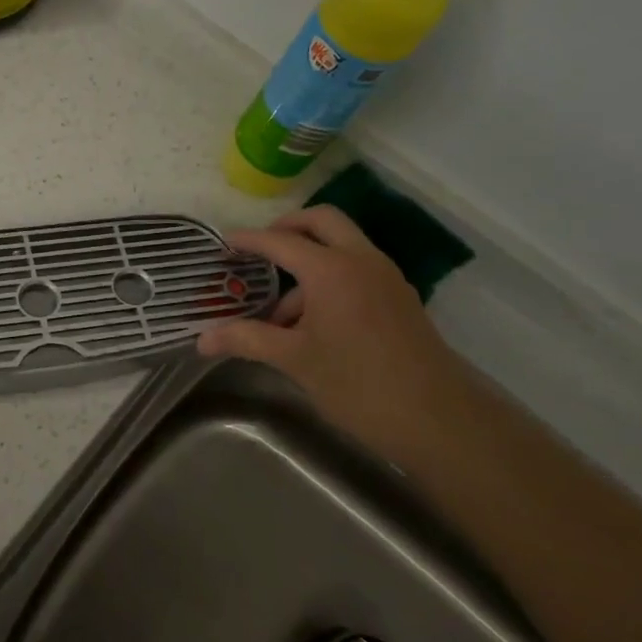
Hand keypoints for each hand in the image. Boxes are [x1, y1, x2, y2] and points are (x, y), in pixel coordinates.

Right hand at [197, 207, 466, 456]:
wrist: (440, 420)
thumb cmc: (358, 384)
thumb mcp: (295, 360)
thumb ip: (247, 340)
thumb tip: (202, 340)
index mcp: (331, 269)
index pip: (280, 241)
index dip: (249, 239)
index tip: (224, 242)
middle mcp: (360, 260)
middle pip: (321, 221)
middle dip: (288, 227)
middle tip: (261, 249)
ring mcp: (386, 277)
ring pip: (342, 245)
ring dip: (310, 258)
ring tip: (281, 310)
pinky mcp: (399, 297)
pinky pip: (358, 268)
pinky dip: (331, 277)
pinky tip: (314, 322)